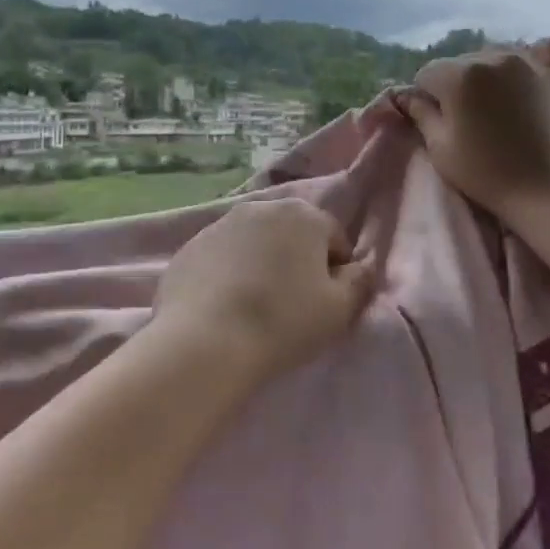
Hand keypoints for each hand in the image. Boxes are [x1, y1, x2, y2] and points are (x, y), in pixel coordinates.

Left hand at [152, 198, 376, 381]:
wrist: (204, 341)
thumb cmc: (283, 322)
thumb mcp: (340, 309)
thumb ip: (360, 281)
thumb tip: (360, 267)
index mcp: (303, 214)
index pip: (334, 238)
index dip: (336, 271)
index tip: (326, 302)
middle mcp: (261, 207)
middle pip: (292, 234)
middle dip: (297, 260)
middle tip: (292, 303)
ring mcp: (220, 224)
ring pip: (255, 242)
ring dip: (261, 264)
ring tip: (255, 305)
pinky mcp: (190, 246)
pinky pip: (222, 257)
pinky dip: (228, 273)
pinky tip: (224, 306)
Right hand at [402, 39, 549, 222]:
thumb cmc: (487, 173)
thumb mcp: (441, 148)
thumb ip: (421, 114)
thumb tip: (407, 96)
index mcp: (459, 74)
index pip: (426, 74)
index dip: (426, 98)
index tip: (437, 122)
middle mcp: (493, 57)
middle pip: (460, 64)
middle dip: (456, 85)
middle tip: (467, 120)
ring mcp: (529, 62)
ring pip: (493, 59)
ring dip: (488, 77)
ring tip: (497, 109)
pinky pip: (540, 51)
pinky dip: (529, 61)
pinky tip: (527, 78)